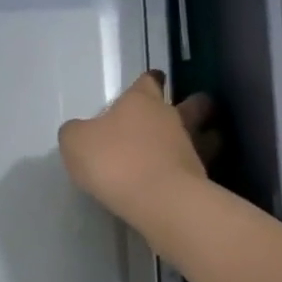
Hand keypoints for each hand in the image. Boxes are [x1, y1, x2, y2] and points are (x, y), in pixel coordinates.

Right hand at [58, 72, 215, 220]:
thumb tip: (81, 132)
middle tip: (190, 108)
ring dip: (203, 136)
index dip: (149, 81)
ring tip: (198, 144)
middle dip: (193, 104)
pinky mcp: (202, 178)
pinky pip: (200, 167)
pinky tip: (186, 177)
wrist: (159, 201)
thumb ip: (77, 133)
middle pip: (191, 104)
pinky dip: (195, 169)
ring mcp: (191, 148)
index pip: (149, 81)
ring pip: (204, 135)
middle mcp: (171, 118)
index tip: (152, 80)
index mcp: (142, 101)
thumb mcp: (76, 142)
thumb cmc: (115, 161)